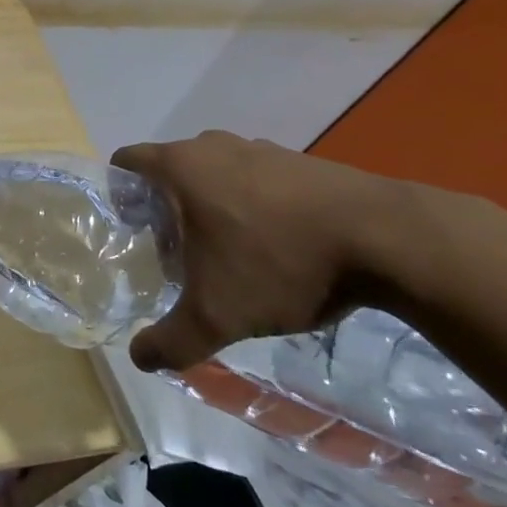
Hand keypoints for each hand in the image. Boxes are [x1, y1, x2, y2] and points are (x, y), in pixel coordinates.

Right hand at [111, 132, 422, 372]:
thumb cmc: (280, 263)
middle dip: (165, 207)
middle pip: (170, 169)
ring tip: (228, 253)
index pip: (126, 161)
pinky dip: (253, 205)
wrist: (388, 239)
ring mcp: (261, 148)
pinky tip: (276, 246)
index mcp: (180, 166)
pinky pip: (257, 179)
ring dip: (211, 205)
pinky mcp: (301, 161)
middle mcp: (213, 146)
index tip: (129, 231)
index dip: (118, 193)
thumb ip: (171, 340)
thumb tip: (141, 360)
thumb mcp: (217, 316)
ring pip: (215, 173)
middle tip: (174, 252)